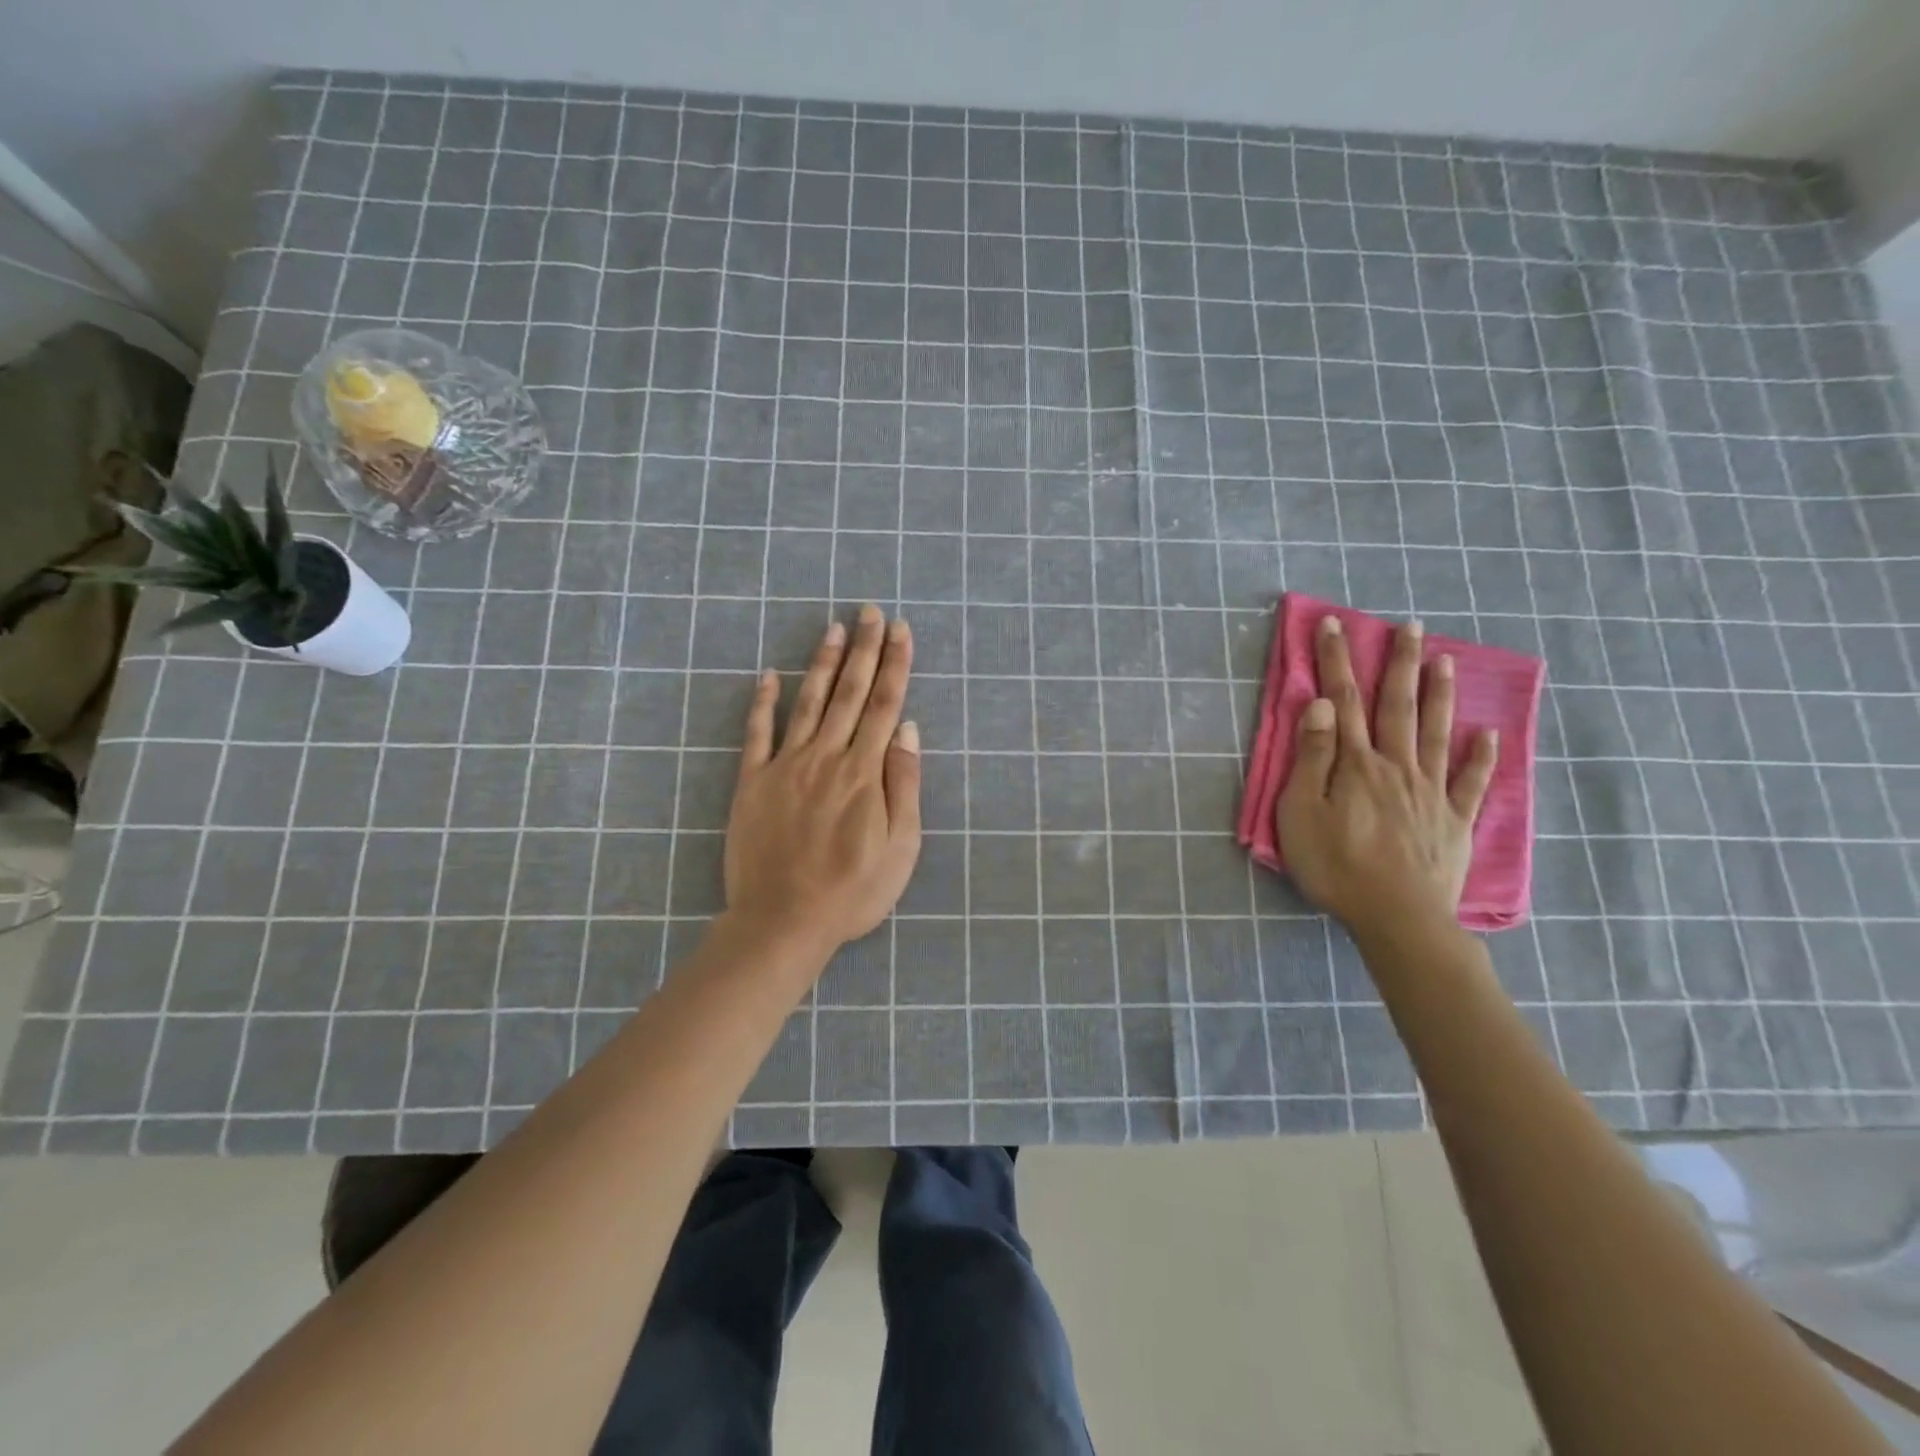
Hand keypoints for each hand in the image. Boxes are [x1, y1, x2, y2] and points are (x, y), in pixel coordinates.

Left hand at [723, 604, 921, 957]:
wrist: (782, 921)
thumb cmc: (853, 891)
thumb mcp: (900, 847)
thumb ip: (903, 784)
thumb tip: (907, 730)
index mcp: (864, 772)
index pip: (884, 704)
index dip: (895, 664)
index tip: (900, 631)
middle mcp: (826, 757)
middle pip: (850, 693)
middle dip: (864, 649)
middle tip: (871, 611)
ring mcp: (785, 766)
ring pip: (808, 702)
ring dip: (822, 663)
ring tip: (833, 628)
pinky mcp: (752, 782)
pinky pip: (757, 734)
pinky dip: (762, 702)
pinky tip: (768, 675)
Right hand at [1275, 615, 1497, 934]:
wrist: (1398, 917)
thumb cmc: (1336, 866)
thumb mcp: (1302, 812)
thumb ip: (1312, 757)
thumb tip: (1320, 705)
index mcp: (1356, 764)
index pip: (1342, 701)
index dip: (1336, 661)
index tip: (1334, 625)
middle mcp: (1397, 767)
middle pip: (1397, 706)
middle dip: (1398, 663)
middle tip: (1409, 625)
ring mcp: (1432, 792)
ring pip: (1437, 732)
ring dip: (1440, 694)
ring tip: (1445, 659)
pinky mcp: (1455, 821)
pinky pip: (1472, 782)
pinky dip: (1482, 757)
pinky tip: (1489, 734)